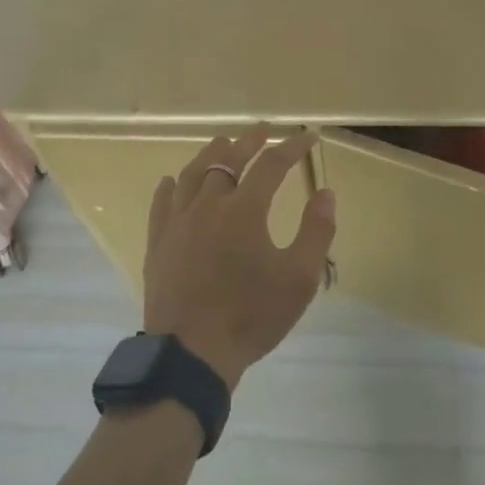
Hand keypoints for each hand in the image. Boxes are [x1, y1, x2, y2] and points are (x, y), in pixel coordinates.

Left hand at [141, 127, 336, 390]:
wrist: (191, 353)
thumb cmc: (251, 315)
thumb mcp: (299, 279)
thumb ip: (316, 231)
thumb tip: (325, 192)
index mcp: (245, 209)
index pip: (272, 164)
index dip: (292, 147)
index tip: (308, 137)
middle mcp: (209, 204)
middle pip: (229, 159)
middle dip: (250, 141)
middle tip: (264, 131)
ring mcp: (179, 221)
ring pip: (193, 173)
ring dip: (211, 154)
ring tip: (222, 144)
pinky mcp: (159, 241)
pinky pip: (163, 202)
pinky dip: (172, 186)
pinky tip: (174, 181)